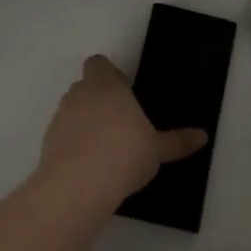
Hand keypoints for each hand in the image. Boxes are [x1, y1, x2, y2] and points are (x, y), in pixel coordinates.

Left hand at [39, 55, 208, 209]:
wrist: (78, 186)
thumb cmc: (124, 153)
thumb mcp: (157, 149)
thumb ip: (177, 141)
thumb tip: (203, 136)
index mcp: (105, 85)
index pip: (99, 64)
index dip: (110, 74)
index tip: (125, 91)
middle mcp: (79, 95)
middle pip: (85, 87)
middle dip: (100, 100)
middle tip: (120, 122)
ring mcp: (60, 118)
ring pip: (72, 111)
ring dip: (85, 122)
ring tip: (106, 148)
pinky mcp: (47, 144)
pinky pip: (63, 136)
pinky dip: (73, 145)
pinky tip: (90, 167)